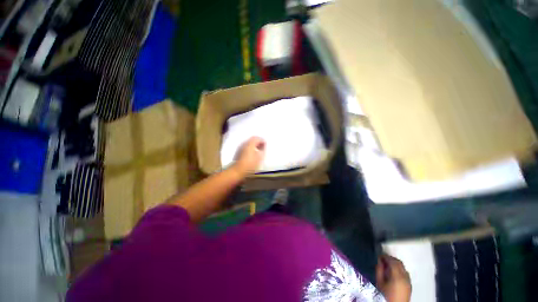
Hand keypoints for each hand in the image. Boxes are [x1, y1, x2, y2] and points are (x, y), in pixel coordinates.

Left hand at [233, 137, 265, 176]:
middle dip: (258, 141)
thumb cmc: (250, 164)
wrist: (238, 171)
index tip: (265, 144)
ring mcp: (240, 147)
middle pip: (252, 139)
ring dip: (254, 144)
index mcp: (250, 144)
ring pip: (249, 142)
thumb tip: (263, 146)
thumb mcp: (260, 157)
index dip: (262, 140)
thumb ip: (263, 150)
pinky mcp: (238, 152)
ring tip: (258, 150)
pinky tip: (253, 153)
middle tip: (262, 146)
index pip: (257, 138)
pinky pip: (246, 146)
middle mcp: (245, 143)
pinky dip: (250, 147)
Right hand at [376, 255, 411, 301]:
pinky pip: (405, 273)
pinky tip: (394, 273)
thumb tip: (379, 261)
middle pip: (399, 263)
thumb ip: (379, 270)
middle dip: (391, 259)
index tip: (379, 256)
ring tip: (388, 265)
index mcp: (397, 275)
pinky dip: (400, 269)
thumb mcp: (379, 282)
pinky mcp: (410, 285)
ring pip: (403, 267)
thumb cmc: (385, 295)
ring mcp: (409, 281)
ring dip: (396, 264)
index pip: (392, 261)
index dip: (385, 256)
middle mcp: (405, 277)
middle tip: (383, 259)